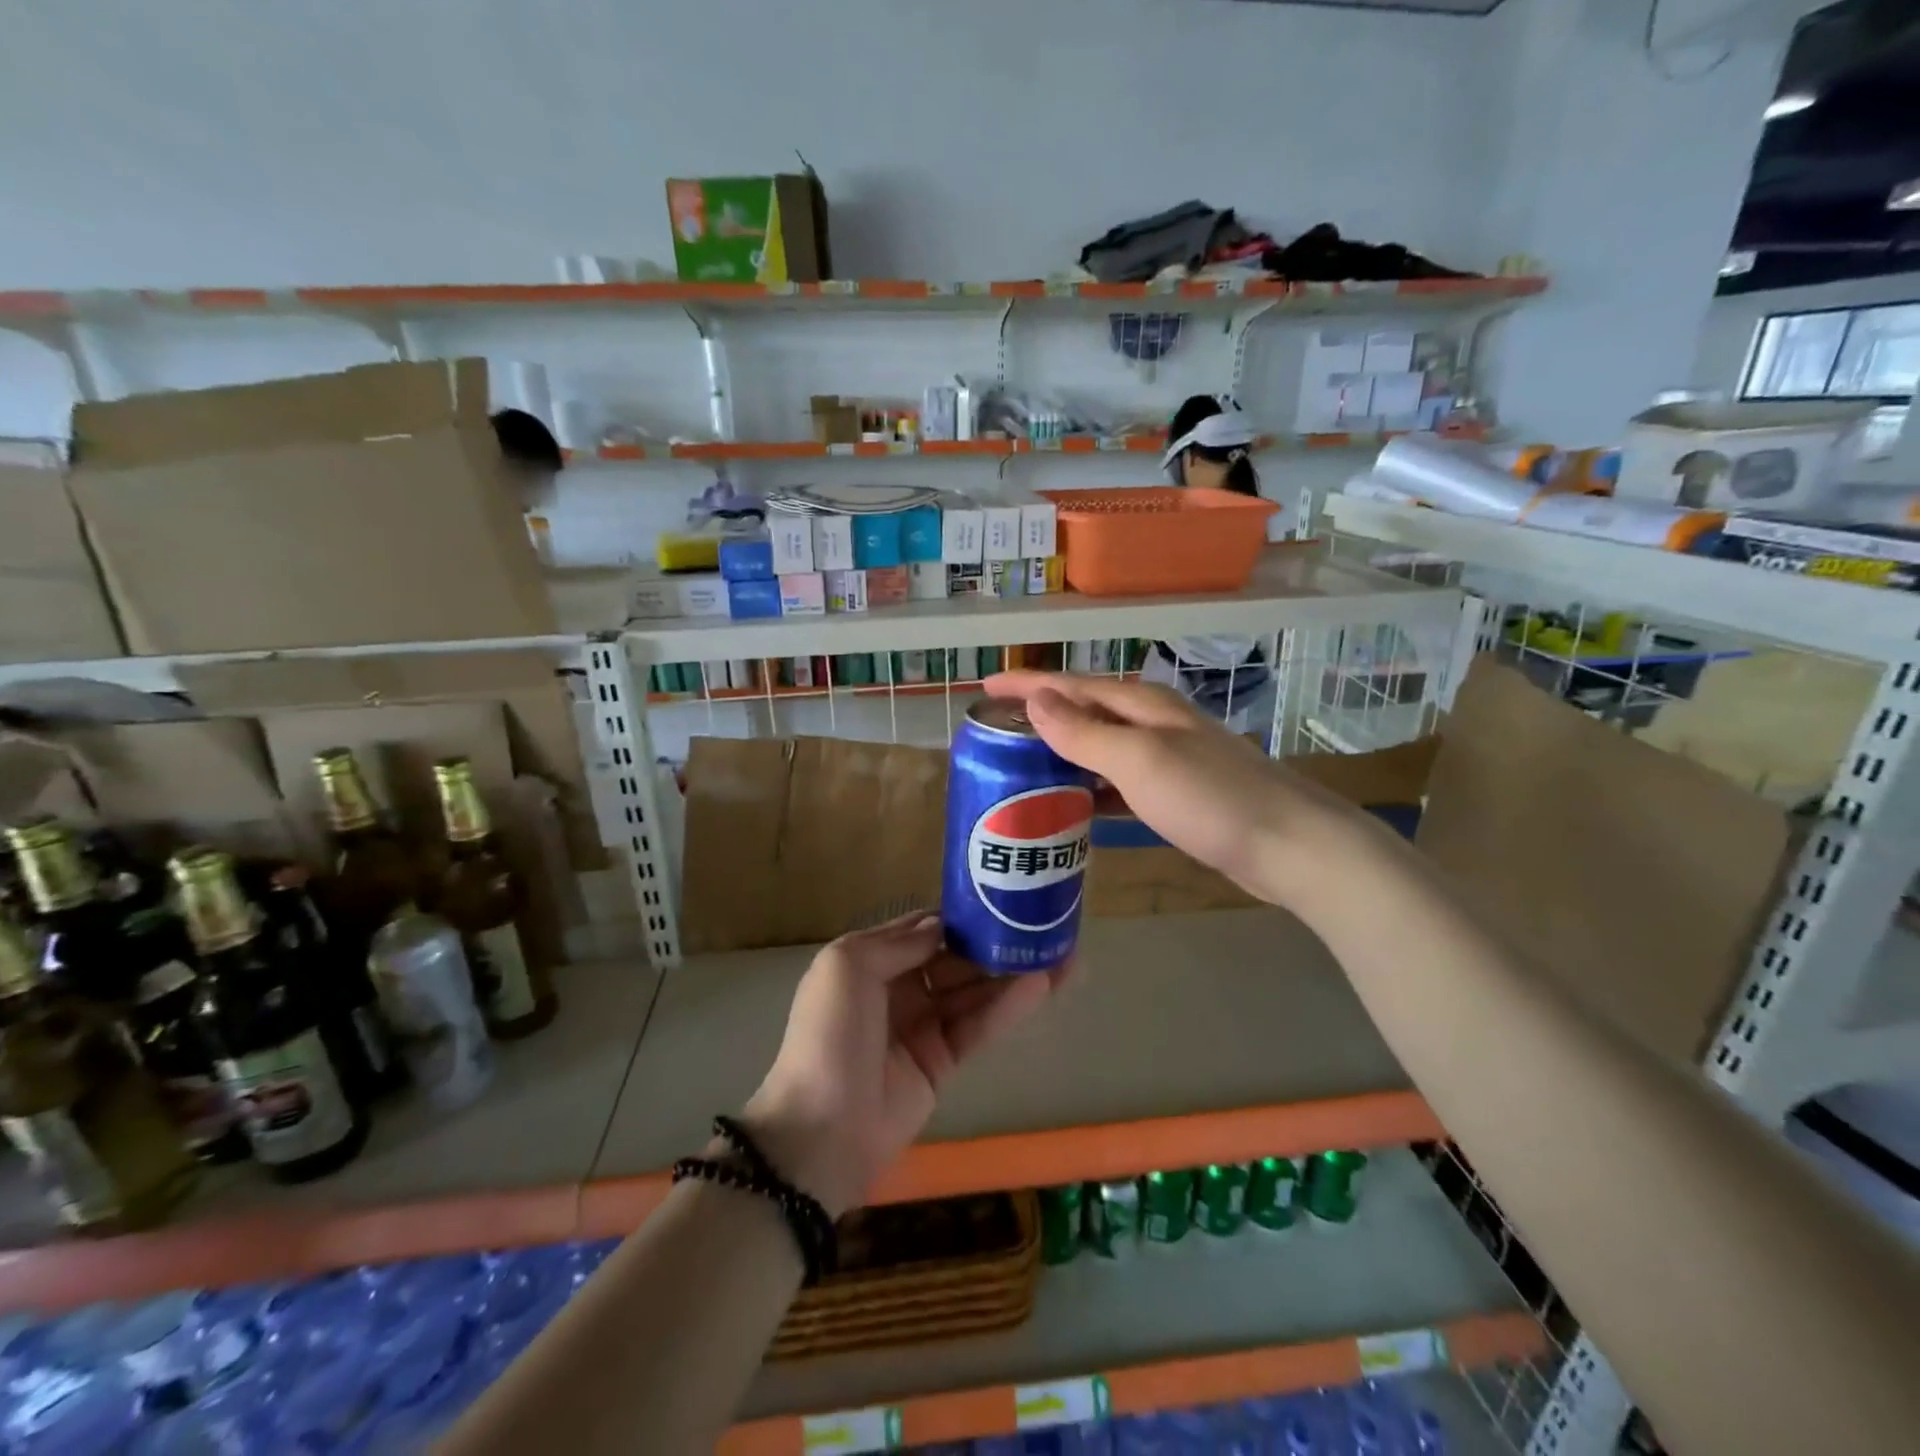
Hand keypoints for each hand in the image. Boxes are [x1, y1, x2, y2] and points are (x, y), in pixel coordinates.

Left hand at [742, 912, 1068, 1215]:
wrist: (821, 1130)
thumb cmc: (830, 1035)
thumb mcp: (847, 966)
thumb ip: (898, 941)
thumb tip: (942, 925)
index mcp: (869, 961)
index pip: (923, 929)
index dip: (959, 915)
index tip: (1001, 897)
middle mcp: (897, 988)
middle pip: (954, 958)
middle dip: (994, 942)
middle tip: (1043, 925)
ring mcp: (921, 1026)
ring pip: (973, 992)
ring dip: (1012, 973)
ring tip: (1062, 954)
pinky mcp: (942, 1062)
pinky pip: (978, 1026)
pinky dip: (1007, 1007)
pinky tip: (1041, 986)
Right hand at [985, 671, 1323, 904]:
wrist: (1291, 846)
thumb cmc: (1210, 798)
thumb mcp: (1139, 761)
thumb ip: (1084, 733)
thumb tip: (1036, 700)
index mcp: (1142, 705)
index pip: (1070, 685)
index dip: (1025, 685)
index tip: (983, 689)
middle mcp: (1154, 723)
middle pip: (1085, 711)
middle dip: (1040, 716)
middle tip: (996, 734)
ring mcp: (1169, 758)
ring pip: (1101, 747)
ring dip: (1062, 753)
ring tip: (1022, 769)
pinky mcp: (1178, 793)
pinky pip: (1118, 781)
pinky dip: (1090, 788)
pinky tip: (1074, 807)